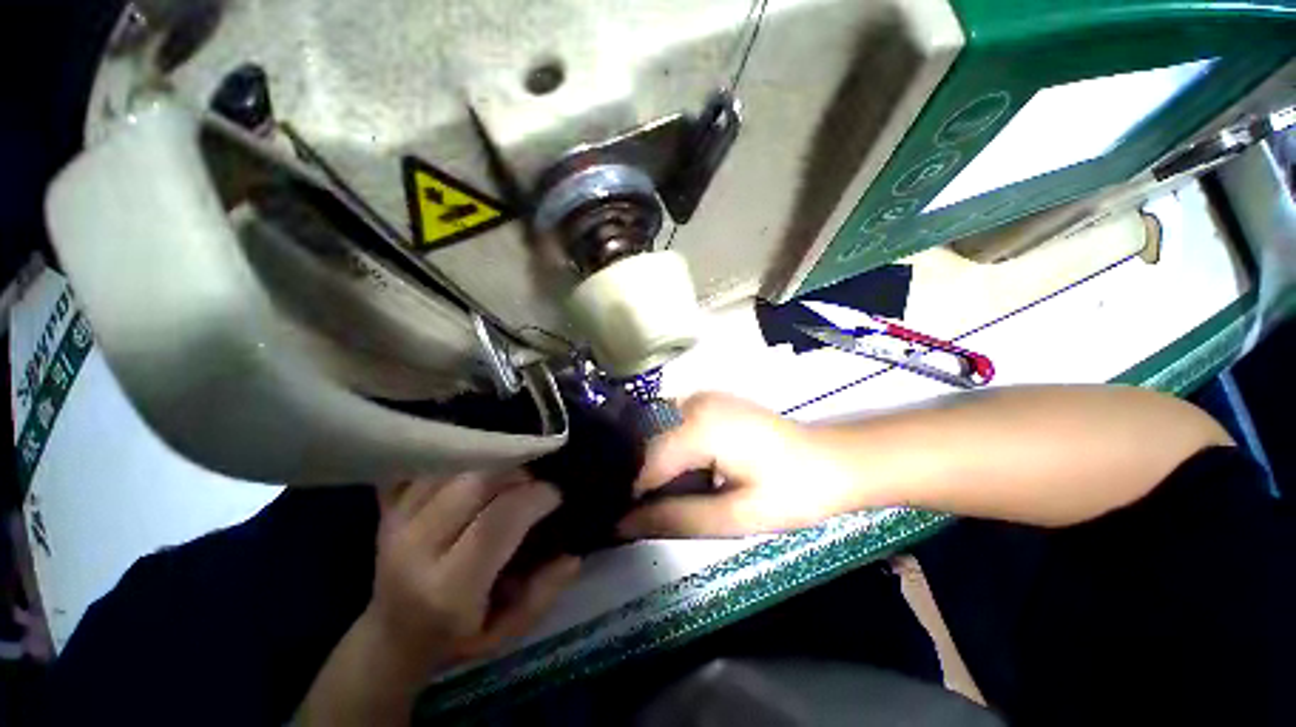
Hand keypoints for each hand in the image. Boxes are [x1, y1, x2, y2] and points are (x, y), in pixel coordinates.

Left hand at [366, 472, 578, 669]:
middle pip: (475, 482)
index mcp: (448, 589)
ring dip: (491, 460)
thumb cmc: (455, 640)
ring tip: (510, 472)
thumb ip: (542, 594)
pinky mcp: (387, 508)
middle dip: (517, 472)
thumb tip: (573, 554)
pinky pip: (427, 464)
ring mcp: (395, 523)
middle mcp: (416, 550)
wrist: (390, 639)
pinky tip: (476, 463)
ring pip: (454, 465)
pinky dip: (457, 456)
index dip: (536, 497)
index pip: (498, 521)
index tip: (556, 494)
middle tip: (534, 481)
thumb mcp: (506, 632)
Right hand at [618, 393, 852, 537]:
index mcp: (700, 425)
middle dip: (644, 481)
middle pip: (650, 445)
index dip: (632, 494)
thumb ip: (677, 518)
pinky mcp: (710, 402)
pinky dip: (672, 454)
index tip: (624, 523)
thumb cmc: (793, 491)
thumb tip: (623, 524)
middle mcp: (694, 402)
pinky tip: (686, 476)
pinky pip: (675, 428)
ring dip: (658, 468)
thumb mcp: (735, 516)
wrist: (835, 461)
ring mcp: (702, 398)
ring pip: (660, 436)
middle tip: (648, 515)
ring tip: (667, 498)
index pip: (646, 460)